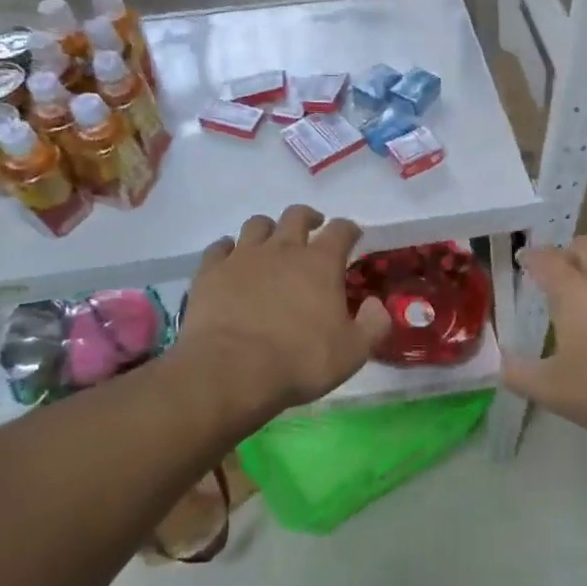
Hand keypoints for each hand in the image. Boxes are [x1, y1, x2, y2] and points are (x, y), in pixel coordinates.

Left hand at [181, 205, 391, 415]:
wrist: (231, 370)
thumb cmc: (299, 361)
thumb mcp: (353, 352)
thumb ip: (373, 324)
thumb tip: (375, 304)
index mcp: (320, 263)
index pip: (341, 230)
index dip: (350, 229)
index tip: (353, 236)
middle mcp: (283, 249)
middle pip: (296, 215)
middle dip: (308, 218)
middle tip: (312, 229)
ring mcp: (243, 256)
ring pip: (257, 224)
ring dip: (268, 229)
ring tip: (270, 242)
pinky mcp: (211, 271)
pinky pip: (219, 247)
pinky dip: (228, 249)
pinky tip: (230, 259)